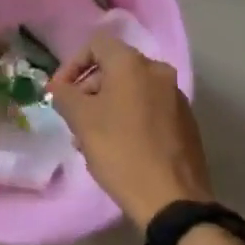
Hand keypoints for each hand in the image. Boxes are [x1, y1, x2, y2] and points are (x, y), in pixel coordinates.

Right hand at [49, 35, 211, 229]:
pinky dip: (131, 117)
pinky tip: (121, 147)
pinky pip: (150, 107)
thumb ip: (64, 96)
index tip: (60, 93)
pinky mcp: (186, 121)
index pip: (95, 45)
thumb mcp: (82, 121)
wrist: (173, 200)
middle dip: (89, 89)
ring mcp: (176, 96)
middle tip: (74, 119)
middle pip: (115, 67)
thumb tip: (57, 87)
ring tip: (94, 138)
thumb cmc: (121, 152)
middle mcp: (158, 70)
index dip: (72, 65)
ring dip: (108, 105)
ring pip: (132, 90)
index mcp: (132, 63)